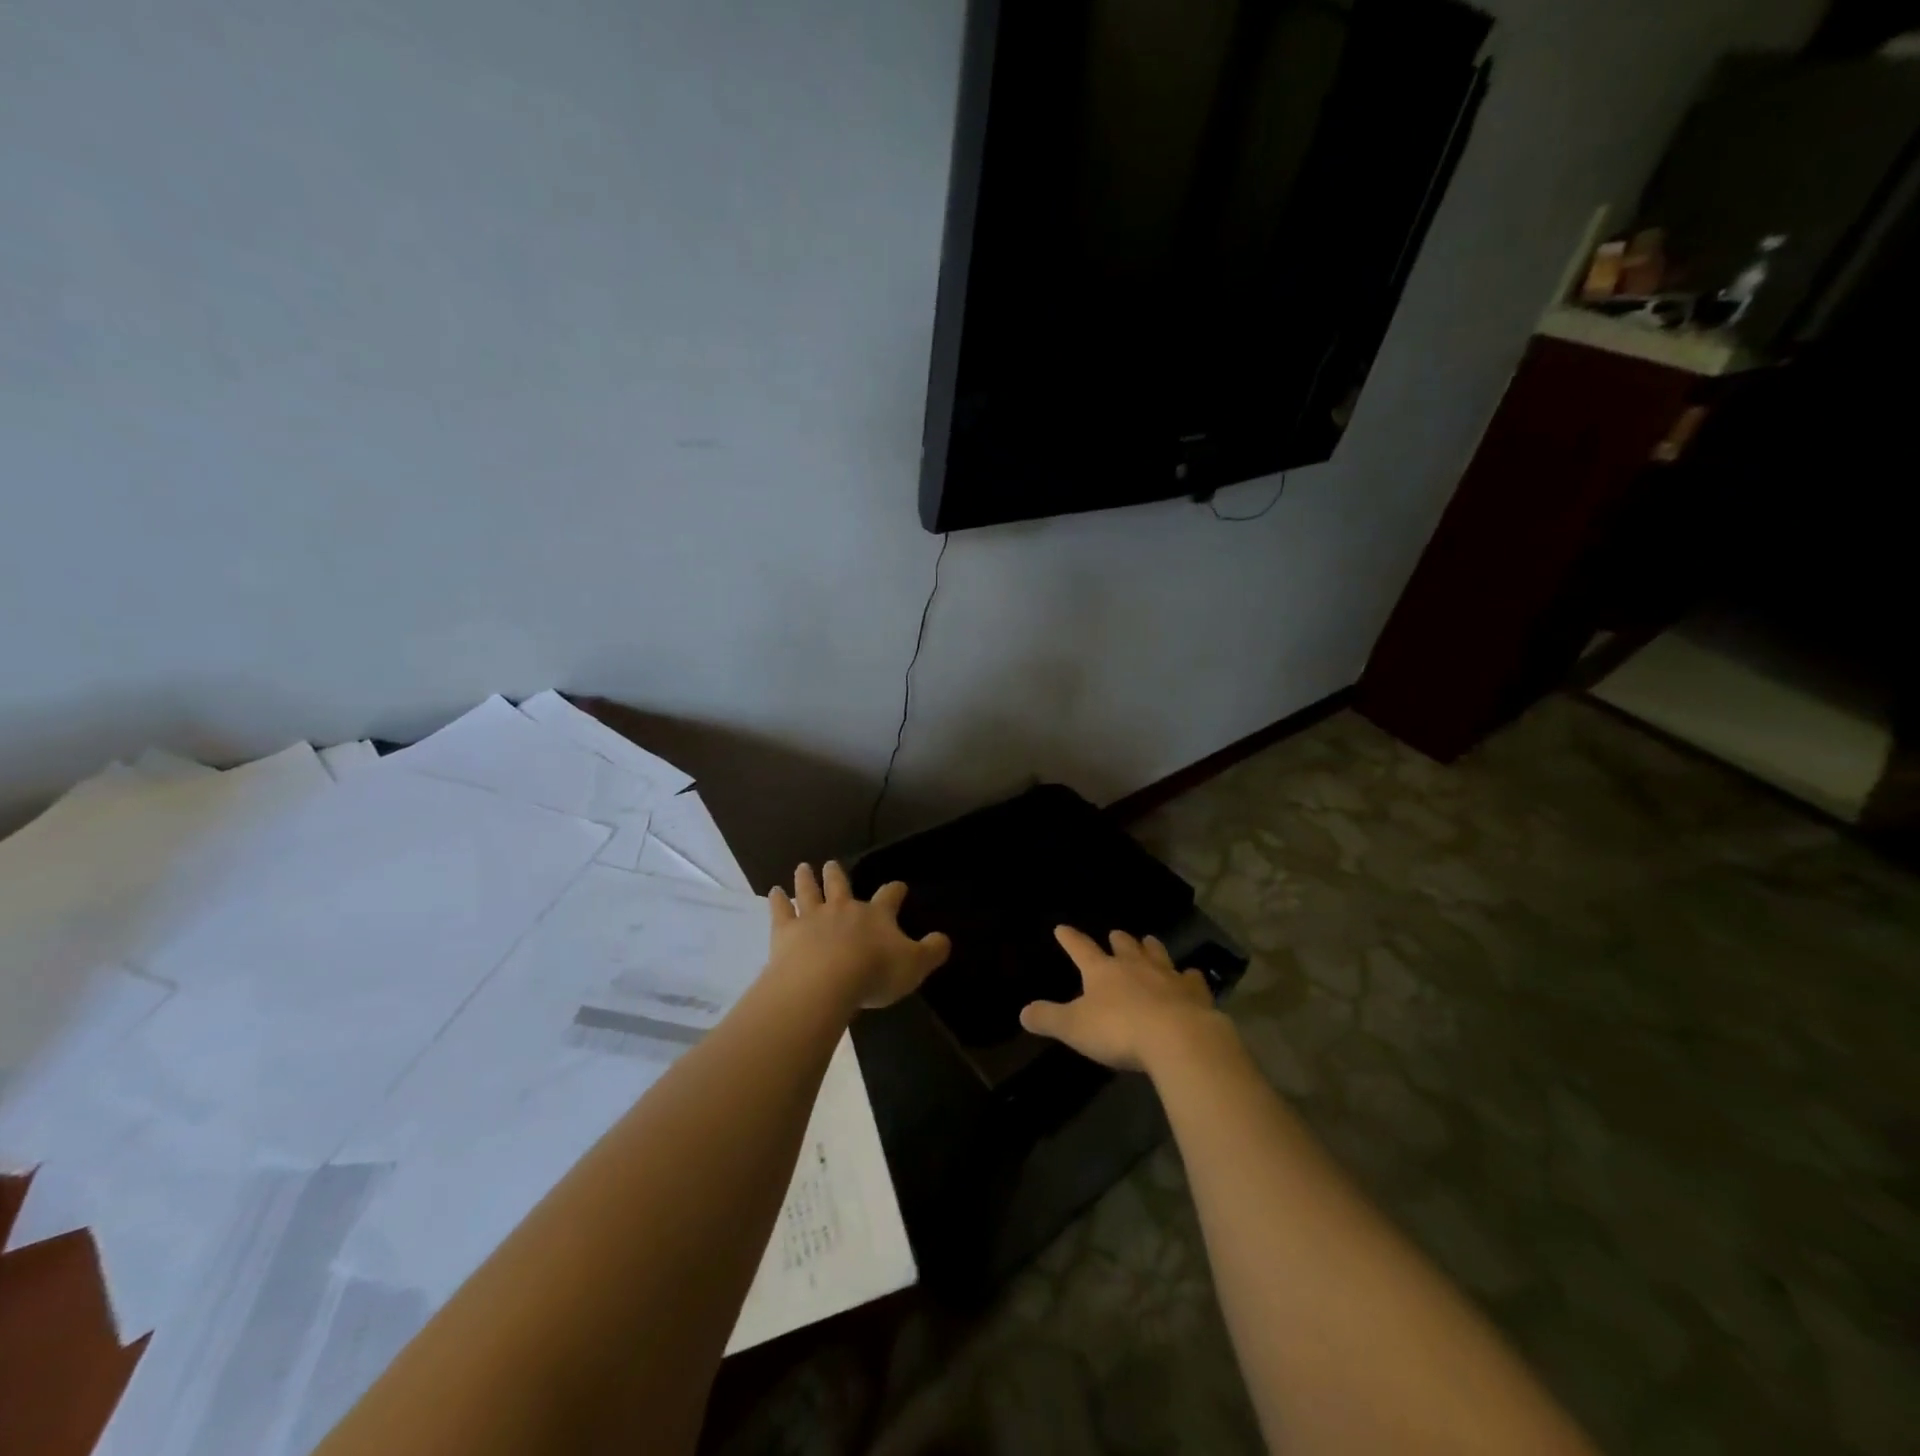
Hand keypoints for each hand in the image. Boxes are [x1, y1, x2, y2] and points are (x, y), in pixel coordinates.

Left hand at [768, 862, 951, 1009]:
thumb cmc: (874, 972)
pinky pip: (781, 911)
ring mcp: (812, 917)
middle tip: (832, 863)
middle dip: (837, 874)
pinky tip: (774, 892)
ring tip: (802, 867)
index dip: (895, 891)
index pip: (889, 896)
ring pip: (809, 891)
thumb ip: (932, 951)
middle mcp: (843, 908)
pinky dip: (777, 900)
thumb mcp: (915, 965)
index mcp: (876, 915)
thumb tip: (944, 939)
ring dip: (806, 878)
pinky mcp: (786, 931)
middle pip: (840, 884)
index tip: (899, 887)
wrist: (825, 981)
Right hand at [1019, 926, 1225, 1072]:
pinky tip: (1192, 976)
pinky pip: (1191, 979)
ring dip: (1151, 948)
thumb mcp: (1074, 1027)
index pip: (1081, 949)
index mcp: (1103, 971)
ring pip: (1157, 954)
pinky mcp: (1194, 993)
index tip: (1062, 928)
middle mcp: (1134, 966)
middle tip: (1116, 933)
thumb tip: (1022, 1012)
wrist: (1178, 1038)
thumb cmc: (1119, 1031)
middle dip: (1118, 940)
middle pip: (1124, 947)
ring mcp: (1167, 976)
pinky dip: (1189, 976)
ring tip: (1149, 941)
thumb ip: (1049, 1018)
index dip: (1070, 939)